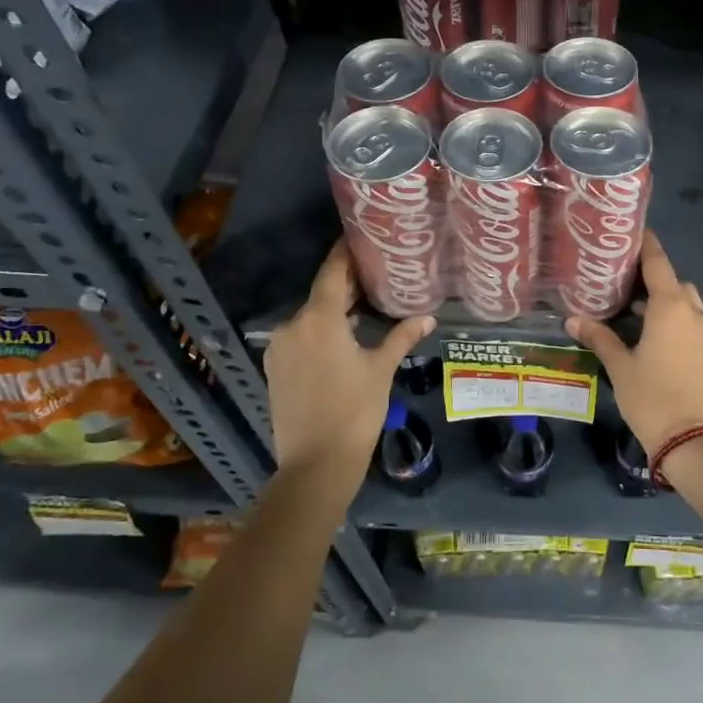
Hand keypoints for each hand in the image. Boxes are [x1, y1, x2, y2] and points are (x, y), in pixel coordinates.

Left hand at [263, 243, 434, 481]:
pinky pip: (301, 338)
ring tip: (364, 307)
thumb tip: (428, 317)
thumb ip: (401, 337)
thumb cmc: (355, 411)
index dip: (345, 253)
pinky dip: (321, 332)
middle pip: (321, 295)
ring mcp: (279, 348)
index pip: (332, 272)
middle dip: (346, 286)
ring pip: (310, 318)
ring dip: (334, 312)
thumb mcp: (381, 370)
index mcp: (318, 319)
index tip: (360, 237)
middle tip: (375, 274)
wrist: (315, 464)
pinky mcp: (274, 368)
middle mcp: (292, 325)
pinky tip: (344, 340)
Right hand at [565, 232, 702, 458]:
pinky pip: (691, 320)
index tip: (632, 231)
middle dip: (651, 278)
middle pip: (673, 281)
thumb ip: (599, 337)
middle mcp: (693, 311)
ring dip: (663, 300)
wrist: (692, 439)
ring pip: (685, 302)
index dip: (646, 245)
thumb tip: (572, 319)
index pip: (657, 262)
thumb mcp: (619, 365)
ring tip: (632, 309)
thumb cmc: (651, 396)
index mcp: (671, 306)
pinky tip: (649, 332)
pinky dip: (673, 317)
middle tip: (622, 279)